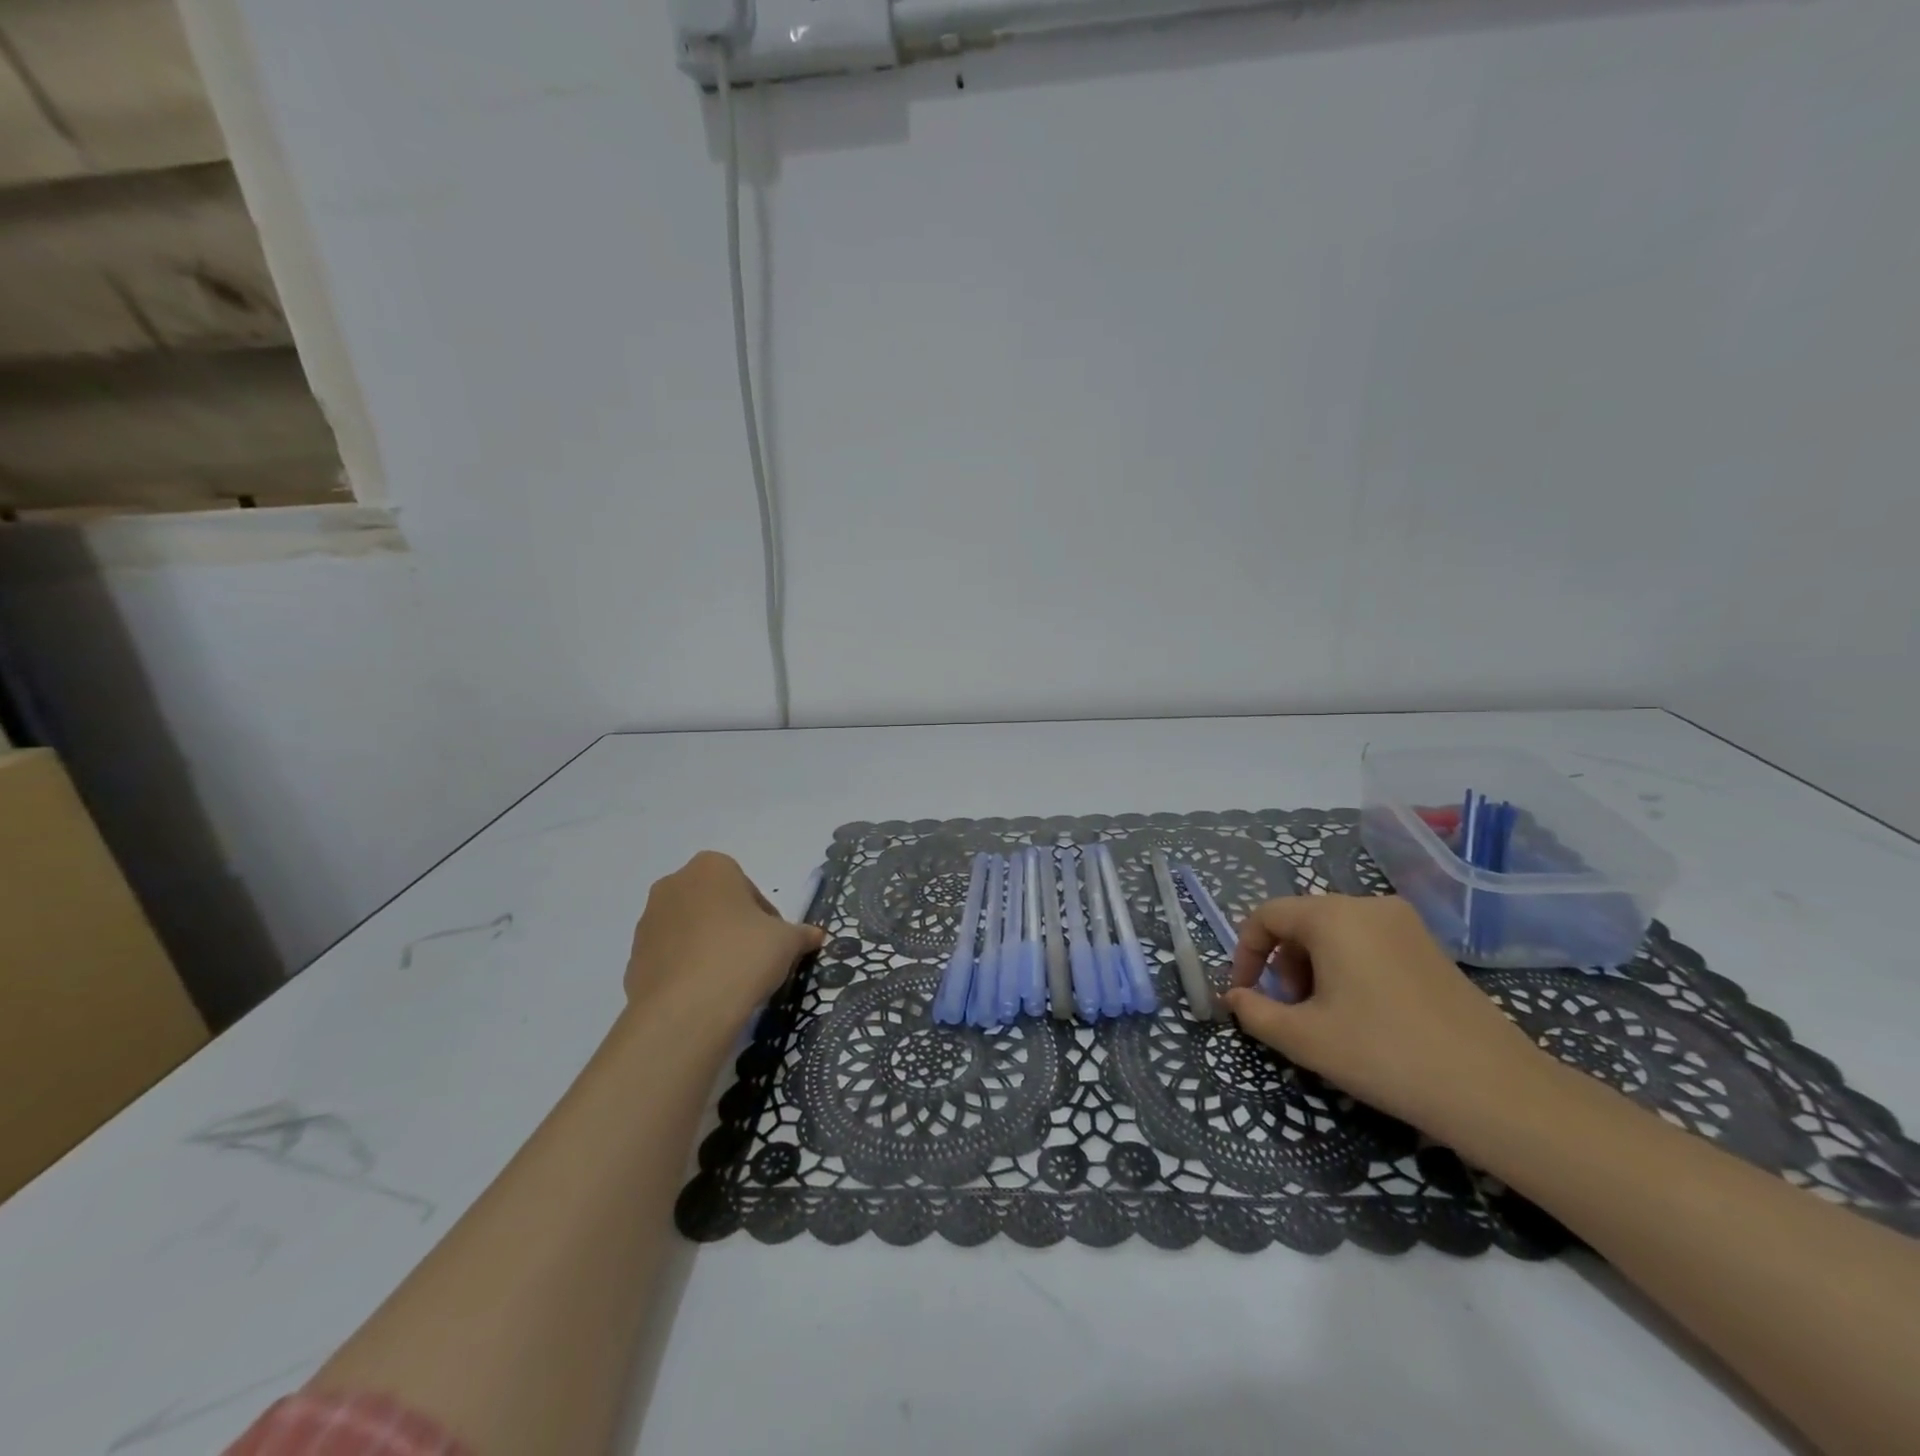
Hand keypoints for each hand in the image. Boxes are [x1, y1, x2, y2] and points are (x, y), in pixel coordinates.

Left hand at [624, 851, 825, 1033]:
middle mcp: (673, 885)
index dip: (765, 916)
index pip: (747, 888)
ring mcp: (648, 922)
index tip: (773, 942)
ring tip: (729, 981)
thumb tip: (816, 936)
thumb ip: (802, 933)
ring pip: (690, 930)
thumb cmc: (743, 956)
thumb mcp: (787, 942)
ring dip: (709, 947)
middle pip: (715, 904)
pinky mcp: (634, 959)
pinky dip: (687, 971)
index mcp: (711, 868)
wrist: (686, 1011)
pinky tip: (705, 995)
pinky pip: (670, 959)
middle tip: (754, 959)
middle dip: (733, 927)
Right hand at [1221, 894, 1548, 1137]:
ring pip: (1336, 933)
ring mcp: (1405, 924)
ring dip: (1314, 967)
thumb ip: (1255, 1012)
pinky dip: (1349, 968)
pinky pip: (1369, 943)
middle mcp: (1367, 905)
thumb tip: (1234, 997)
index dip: (1245, 953)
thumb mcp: (1304, 1038)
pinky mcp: (1430, 947)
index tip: (1245, 994)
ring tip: (1326, 1017)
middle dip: (1283, 964)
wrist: (1495, 1091)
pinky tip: (1364, 1014)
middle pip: (1302, 921)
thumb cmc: (1384, 1055)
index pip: (1267, 915)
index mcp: (1333, 916)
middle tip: (1290, 1011)